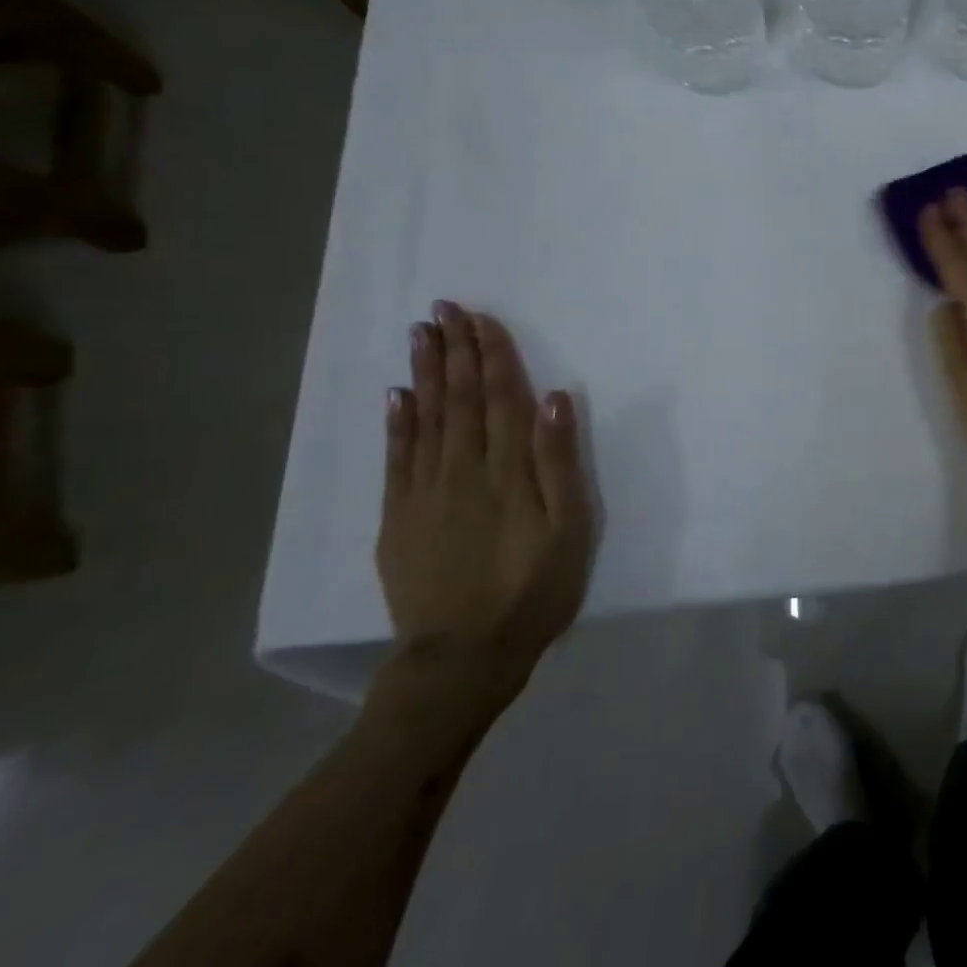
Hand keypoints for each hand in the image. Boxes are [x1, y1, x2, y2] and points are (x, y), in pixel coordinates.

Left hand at [375, 302, 594, 717]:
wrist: (463, 658)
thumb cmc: (533, 590)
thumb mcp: (569, 528)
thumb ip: (559, 462)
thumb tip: (556, 399)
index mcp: (507, 471)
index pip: (500, 398)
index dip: (493, 356)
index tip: (483, 318)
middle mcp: (461, 471)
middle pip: (459, 399)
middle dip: (455, 351)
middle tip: (445, 308)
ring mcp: (424, 494)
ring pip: (425, 419)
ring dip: (425, 373)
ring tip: (421, 334)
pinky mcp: (399, 518)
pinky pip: (397, 459)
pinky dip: (397, 422)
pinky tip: (397, 395)